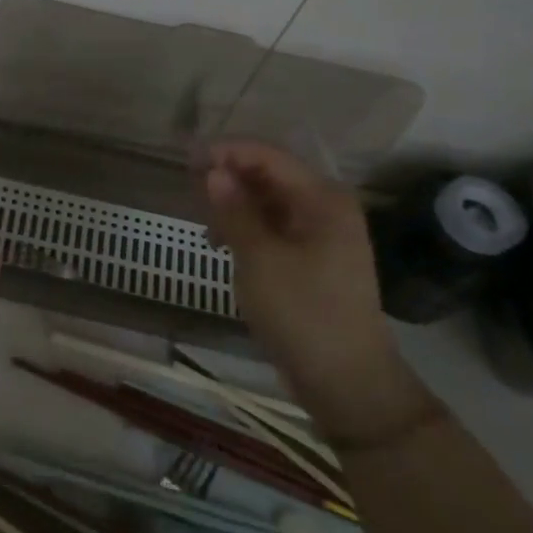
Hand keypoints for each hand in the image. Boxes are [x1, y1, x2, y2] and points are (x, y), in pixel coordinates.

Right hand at [204, 142, 432, 445]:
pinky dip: (245, 227)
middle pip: (269, 175)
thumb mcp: (260, 259)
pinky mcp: (310, 259)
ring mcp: (319, 235)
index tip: (185, 158)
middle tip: (187, 188)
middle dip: (228, 176)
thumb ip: (234, 211)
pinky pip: (272, 227)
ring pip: (268, 202)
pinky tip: (220, 243)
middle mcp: (325, 208)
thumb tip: (212, 171)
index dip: (226, 151)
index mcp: (322, 199)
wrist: (346, 381)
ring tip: (202, 221)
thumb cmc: (303, 313)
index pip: (268, 155)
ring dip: (233, 204)